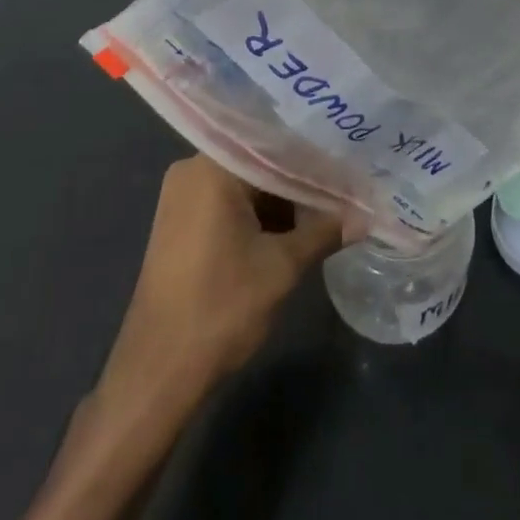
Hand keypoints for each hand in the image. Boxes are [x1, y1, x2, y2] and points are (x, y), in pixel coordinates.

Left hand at [4, 159, 342, 519]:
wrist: (156, 373)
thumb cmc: (220, 308)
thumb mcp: (282, 268)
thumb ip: (323, 232)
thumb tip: (363, 218)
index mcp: (212, 167)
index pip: (274, 146)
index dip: (313, 161)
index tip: (346, 170)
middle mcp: (192, 170)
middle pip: (258, 164)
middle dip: (298, 184)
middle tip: (339, 194)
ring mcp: (180, 197)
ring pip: (244, 186)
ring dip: (279, 204)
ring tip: (321, 217)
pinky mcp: (177, 223)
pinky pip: (226, 204)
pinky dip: (255, 217)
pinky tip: (287, 234)